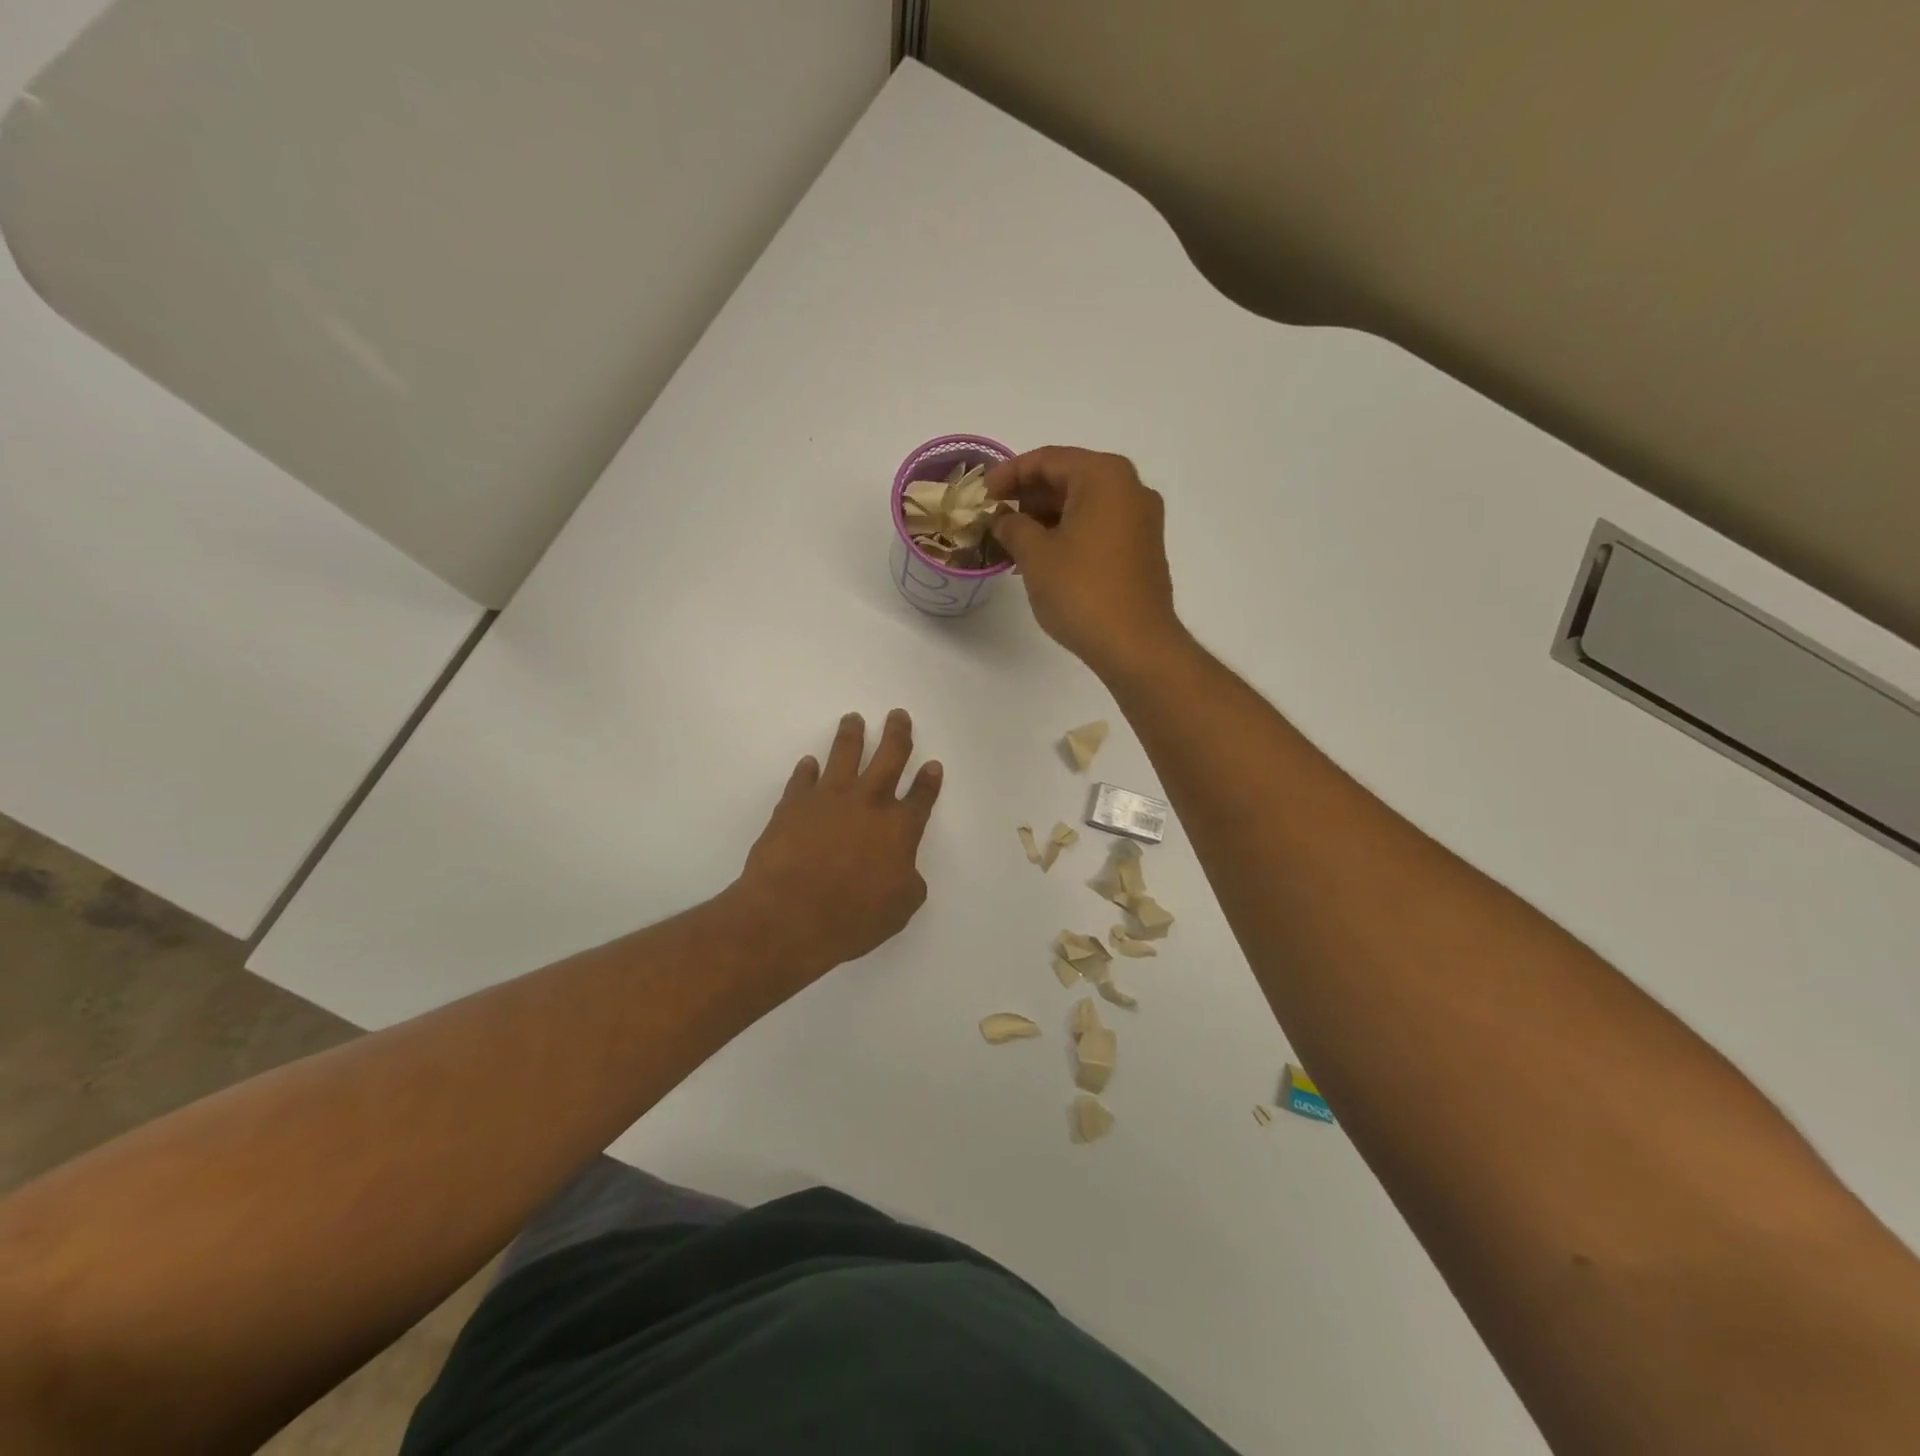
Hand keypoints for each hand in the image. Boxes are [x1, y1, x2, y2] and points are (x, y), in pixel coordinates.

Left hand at [735, 710, 942, 980]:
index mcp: (899, 828)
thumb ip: (908, 881)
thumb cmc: (852, 918)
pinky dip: (807, 769)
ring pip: (844, 754)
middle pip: (889, 758)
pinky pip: (802, 778)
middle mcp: (868, 803)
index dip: (929, 780)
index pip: (921, 796)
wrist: (789, 915)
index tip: (933, 764)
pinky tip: (809, 763)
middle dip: (897, 735)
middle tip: (898, 715)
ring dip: (852, 735)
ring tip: (853, 719)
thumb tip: (904, 868)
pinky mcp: (793, 804)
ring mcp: (828, 798)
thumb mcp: (899, 908)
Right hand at [986, 447, 1182, 678]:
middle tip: (995, 517)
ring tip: (1013, 541)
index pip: (1048, 460)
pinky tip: (1043, 556)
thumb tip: (1003, 518)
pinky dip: (1069, 532)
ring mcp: (1141, 519)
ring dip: (1047, 517)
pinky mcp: (1143, 548)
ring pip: (1084, 504)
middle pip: (1069, 478)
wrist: (1135, 644)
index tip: (982, 494)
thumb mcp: (1035, 554)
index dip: (1009, 474)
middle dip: (1029, 496)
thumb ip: (1013, 525)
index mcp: (1104, 476)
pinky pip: (1099, 526)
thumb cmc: (1081, 591)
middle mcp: (1130, 488)